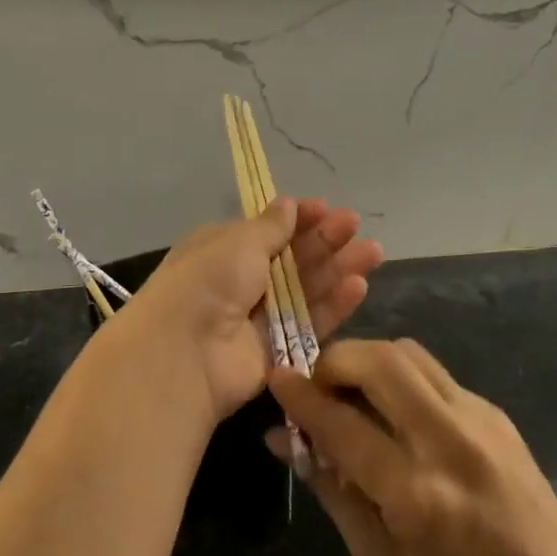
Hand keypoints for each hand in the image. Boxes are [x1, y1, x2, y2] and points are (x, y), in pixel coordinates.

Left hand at [122, 199, 383, 423]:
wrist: (184, 352)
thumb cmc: (208, 281)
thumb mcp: (239, 242)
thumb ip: (271, 227)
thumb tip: (289, 203)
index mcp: (224, 249)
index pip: (268, 230)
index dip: (298, 219)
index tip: (326, 208)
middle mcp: (242, 281)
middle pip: (292, 258)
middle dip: (324, 241)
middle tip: (355, 226)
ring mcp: (260, 318)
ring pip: (306, 290)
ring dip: (337, 269)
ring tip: (372, 252)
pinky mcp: (278, 351)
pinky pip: (309, 325)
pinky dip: (333, 306)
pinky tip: (359, 286)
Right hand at [268, 339, 556, 555]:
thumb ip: (328, 488)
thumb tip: (281, 439)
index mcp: (414, 493)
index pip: (342, 424)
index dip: (301, 396)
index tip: (276, 375)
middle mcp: (446, 442)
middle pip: (379, 363)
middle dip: (336, 359)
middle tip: (318, 379)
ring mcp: (476, 418)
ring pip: (407, 353)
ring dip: (368, 358)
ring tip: (352, 386)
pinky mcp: (493, 409)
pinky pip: (433, 372)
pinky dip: (400, 376)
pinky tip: (395, 407)